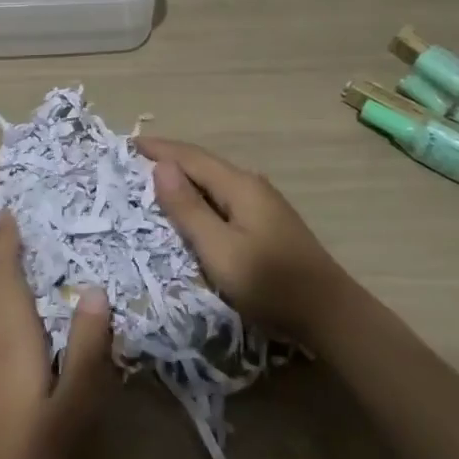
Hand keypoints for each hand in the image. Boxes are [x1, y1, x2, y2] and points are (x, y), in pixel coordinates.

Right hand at [137, 136, 352, 342]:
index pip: (190, 156)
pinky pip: (224, 196)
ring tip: (155, 181)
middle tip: (134, 161)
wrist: (330, 315)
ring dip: (184, 176)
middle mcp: (251, 185)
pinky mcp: (268, 223)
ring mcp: (263, 203)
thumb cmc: (270, 284)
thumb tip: (161, 167)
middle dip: (169, 159)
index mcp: (239, 186)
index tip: (128, 143)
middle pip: (203, 163)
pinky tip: (192, 207)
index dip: (159, 149)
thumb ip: (189, 209)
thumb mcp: (220, 250)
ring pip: (214, 180)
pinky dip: (200, 194)